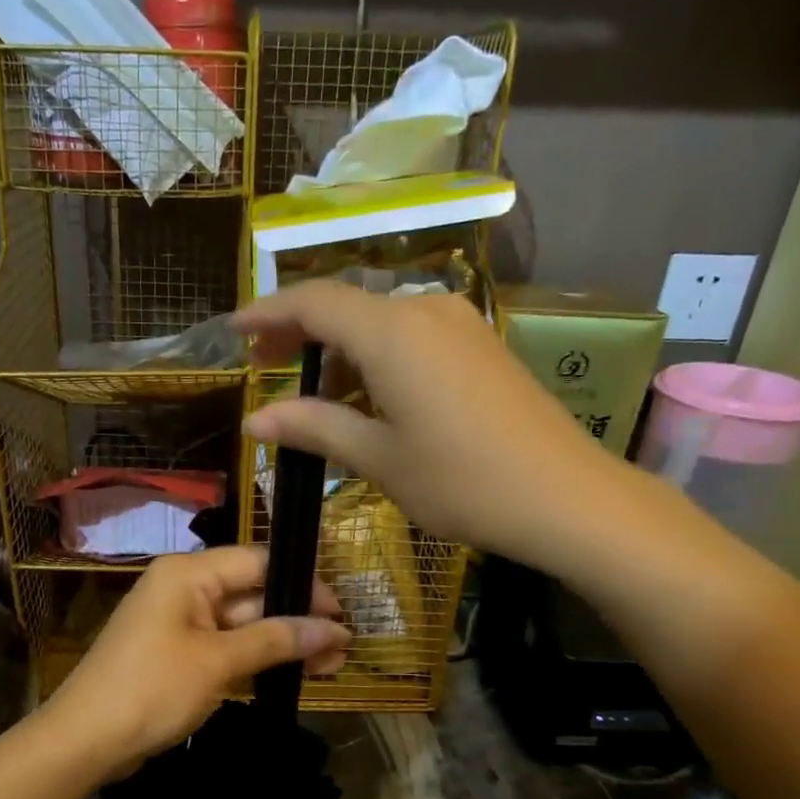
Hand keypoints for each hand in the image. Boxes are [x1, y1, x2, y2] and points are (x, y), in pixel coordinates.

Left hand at [46, 546, 347, 776]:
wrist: (85, 740)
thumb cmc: (152, 689)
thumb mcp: (218, 661)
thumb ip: (277, 639)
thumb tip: (334, 628)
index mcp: (188, 574)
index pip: (258, 562)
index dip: (303, 583)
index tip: (340, 612)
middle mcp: (184, 589)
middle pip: (253, 594)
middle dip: (298, 619)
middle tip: (343, 648)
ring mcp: (180, 624)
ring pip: (243, 625)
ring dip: (283, 643)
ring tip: (331, 667)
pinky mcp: (178, 656)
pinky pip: (226, 648)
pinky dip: (257, 660)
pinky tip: (293, 674)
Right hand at [236, 282, 630, 570]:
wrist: (565, 497)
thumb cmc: (460, 480)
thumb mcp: (377, 458)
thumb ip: (312, 428)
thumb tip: (253, 419)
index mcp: (391, 331)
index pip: (312, 302)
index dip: (267, 313)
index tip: (234, 333)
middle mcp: (425, 310)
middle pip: (347, 307)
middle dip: (300, 335)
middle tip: (265, 370)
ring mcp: (459, 325)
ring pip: (380, 325)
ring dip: (340, 355)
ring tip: (314, 401)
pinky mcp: (480, 346)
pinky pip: (411, 339)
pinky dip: (376, 362)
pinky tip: (368, 401)